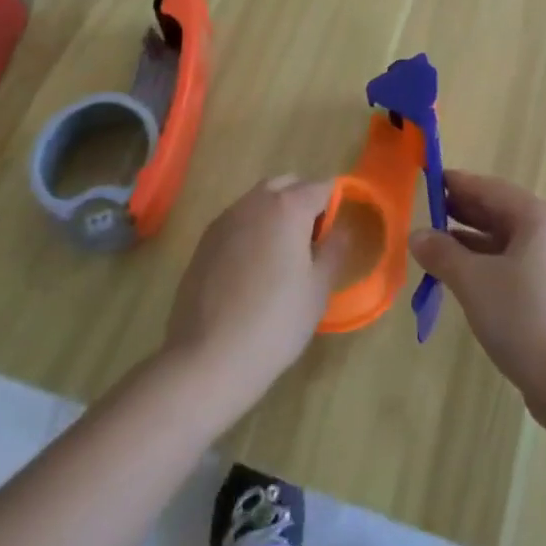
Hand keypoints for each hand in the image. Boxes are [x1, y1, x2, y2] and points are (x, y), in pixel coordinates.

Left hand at [164, 175, 343, 417]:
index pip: (322, 188)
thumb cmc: (274, 323)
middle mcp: (256, 201)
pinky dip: (250, 231)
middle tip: (309, 244)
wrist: (206, 360)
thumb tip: (342, 228)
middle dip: (303, 203)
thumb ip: (335, 249)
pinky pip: (237, 221)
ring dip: (275, 214)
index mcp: (289, 206)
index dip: (333, 208)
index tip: (333, 240)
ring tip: (279, 258)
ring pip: (259, 200)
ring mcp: (226, 219)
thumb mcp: (318, 289)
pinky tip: (250, 271)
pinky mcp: (204, 241)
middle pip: (288, 185)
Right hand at [409, 171, 545, 417]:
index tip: (431, 179)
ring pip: (510, 240)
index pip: (491, 189)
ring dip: (475, 240)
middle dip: (465, 212)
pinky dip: (493, 262)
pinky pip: (520, 263)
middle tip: (431, 212)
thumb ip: (443, 253)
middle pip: (502, 212)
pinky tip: (469, 276)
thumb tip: (417, 235)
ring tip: (441, 246)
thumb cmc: (521, 317)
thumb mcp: (473, 282)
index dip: (458, 184)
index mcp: (538, 217)